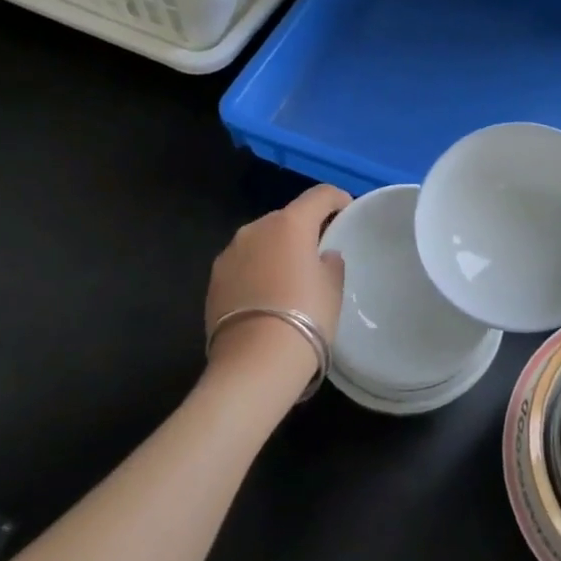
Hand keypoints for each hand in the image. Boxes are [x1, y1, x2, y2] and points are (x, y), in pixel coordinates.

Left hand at [206, 184, 349, 399]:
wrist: (254, 364)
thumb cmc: (306, 317)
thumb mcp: (332, 288)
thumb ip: (330, 262)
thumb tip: (323, 256)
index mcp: (290, 223)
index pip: (319, 195)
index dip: (337, 199)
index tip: (346, 211)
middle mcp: (255, 228)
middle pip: (286, 217)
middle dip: (303, 229)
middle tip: (318, 252)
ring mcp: (229, 253)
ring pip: (261, 240)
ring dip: (276, 250)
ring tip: (289, 277)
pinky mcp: (213, 280)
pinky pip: (243, 263)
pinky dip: (256, 270)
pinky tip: (266, 296)